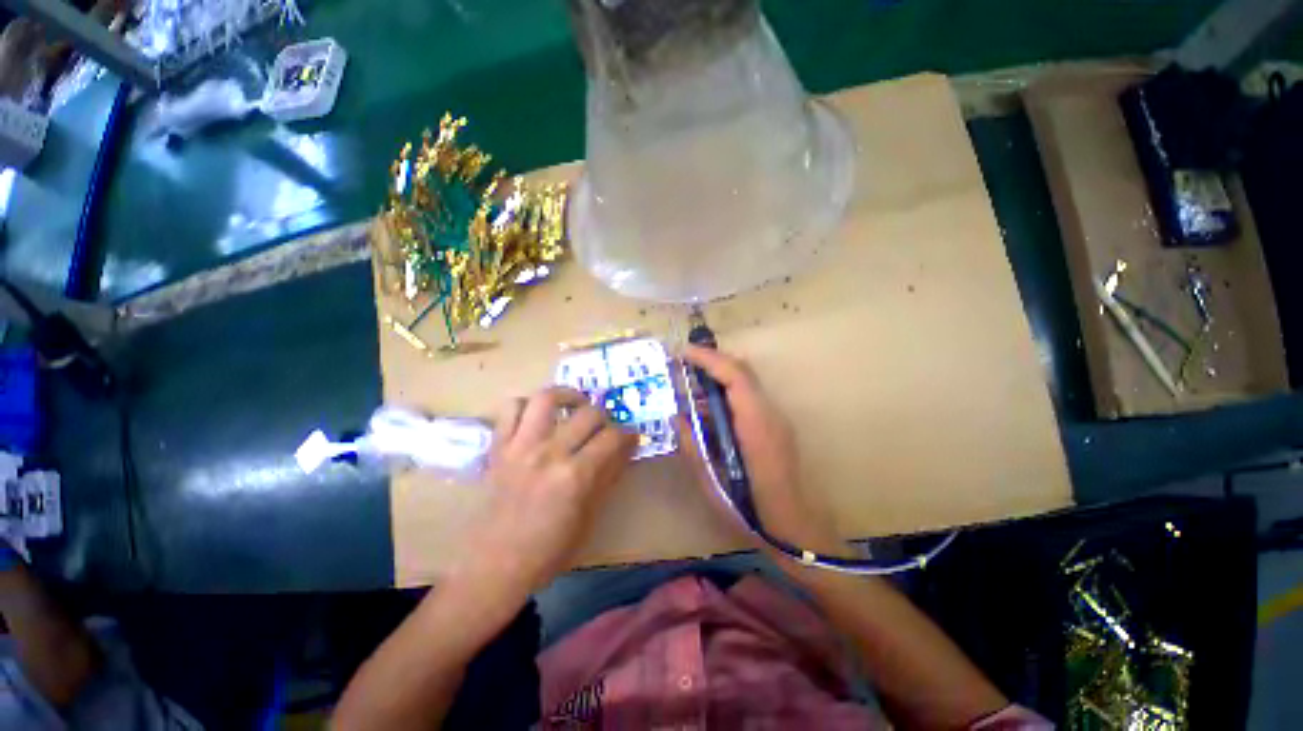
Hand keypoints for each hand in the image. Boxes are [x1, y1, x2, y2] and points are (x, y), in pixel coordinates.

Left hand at [468, 387, 636, 592]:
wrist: (494, 566)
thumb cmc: (548, 551)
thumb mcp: (589, 517)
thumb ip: (608, 477)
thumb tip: (626, 449)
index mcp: (575, 476)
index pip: (612, 437)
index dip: (628, 435)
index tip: (631, 437)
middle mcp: (549, 453)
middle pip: (588, 413)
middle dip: (605, 416)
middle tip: (605, 427)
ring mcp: (520, 447)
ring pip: (547, 398)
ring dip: (567, 395)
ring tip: (575, 405)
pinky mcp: (498, 447)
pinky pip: (510, 409)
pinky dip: (526, 405)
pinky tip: (538, 416)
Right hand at [675, 345, 844, 555]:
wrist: (797, 530)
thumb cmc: (753, 512)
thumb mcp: (712, 483)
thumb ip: (692, 446)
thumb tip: (676, 417)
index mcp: (756, 425)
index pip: (735, 376)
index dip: (709, 359)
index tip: (683, 353)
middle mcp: (770, 414)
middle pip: (743, 371)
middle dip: (711, 361)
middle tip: (682, 365)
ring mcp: (777, 418)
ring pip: (746, 382)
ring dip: (718, 377)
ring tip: (690, 387)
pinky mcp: (776, 425)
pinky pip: (749, 397)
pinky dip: (727, 393)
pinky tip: (709, 411)